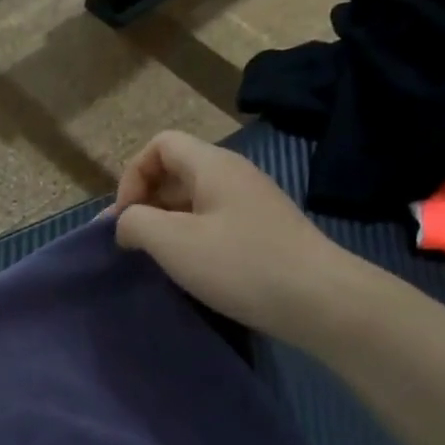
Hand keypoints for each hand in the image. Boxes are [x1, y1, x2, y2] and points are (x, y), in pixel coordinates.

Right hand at [108, 131, 368, 342]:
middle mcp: (233, 175)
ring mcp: (251, 203)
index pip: (160, 145)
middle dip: (146, 202)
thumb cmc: (239, 265)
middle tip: (134, 244)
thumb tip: (126, 222)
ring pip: (193, 200)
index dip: (132, 176)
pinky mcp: (261, 231)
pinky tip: (190, 269)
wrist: (318, 299)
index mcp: (212, 165)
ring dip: (166, 224)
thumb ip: (135, 223)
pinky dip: (191, 239)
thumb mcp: (172, 242)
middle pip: (176, 171)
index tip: (126, 218)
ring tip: (158, 260)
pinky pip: (213, 222)